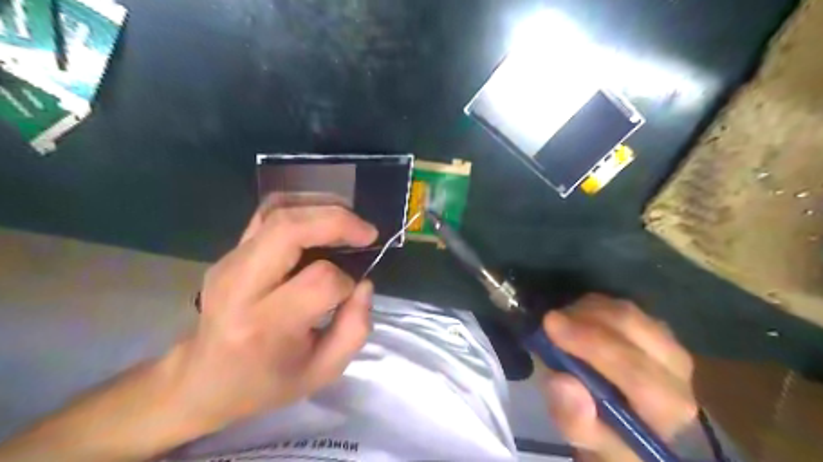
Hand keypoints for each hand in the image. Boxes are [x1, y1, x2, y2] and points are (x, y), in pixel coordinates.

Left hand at [160, 204, 377, 432]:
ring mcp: (230, 262)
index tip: (352, 293)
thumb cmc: (265, 382)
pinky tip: (322, 216)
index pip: (320, 281)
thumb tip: (364, 284)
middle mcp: (241, 285)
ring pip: (278, 212)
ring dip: (322, 207)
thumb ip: (355, 329)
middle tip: (367, 232)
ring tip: (350, 221)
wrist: (202, 379)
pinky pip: (267, 213)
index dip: (347, 282)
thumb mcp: (321, 372)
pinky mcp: (230, 251)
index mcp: (265, 325)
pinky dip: (302, 206)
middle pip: (289, 229)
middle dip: (337, 222)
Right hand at [545, 297, 695, 461]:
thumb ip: (574, 419)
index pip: (635, 371)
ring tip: (560, 324)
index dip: (591, 345)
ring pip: (625, 311)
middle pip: (632, 328)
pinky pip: (620, 305)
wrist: (624, 423)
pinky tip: (575, 319)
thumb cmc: (605, 435)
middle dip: (584, 319)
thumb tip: (563, 382)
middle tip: (549, 321)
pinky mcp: (655, 327)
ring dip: (585, 311)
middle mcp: (678, 369)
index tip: (550, 326)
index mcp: (668, 406)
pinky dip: (592, 307)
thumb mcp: (584, 440)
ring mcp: (669, 342)